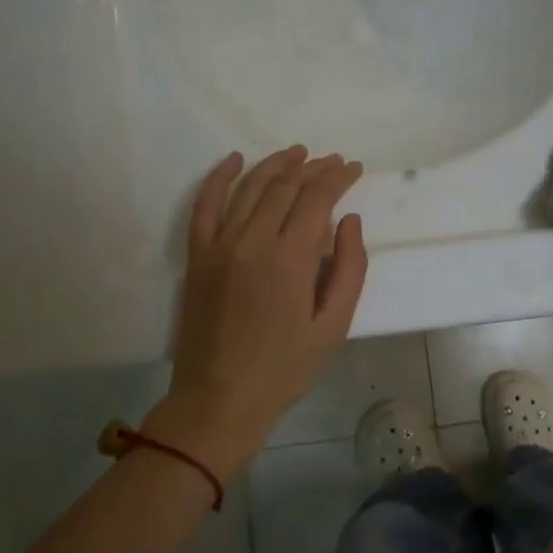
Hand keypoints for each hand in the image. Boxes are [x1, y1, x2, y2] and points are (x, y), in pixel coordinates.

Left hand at [154, 146, 367, 466]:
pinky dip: (219, 177)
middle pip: (284, 187)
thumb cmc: (285, 368)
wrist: (219, 398)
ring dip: (275, 165)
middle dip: (312, 168)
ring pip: (249, 188)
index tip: (354, 168)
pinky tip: (234, 160)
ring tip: (297, 153)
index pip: (317, 199)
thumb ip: (348, 269)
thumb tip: (350, 221)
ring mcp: (219, 246)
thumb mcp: (333, 326)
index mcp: (290, 259)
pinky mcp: (198, 256)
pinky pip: (205, 205)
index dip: (338, 178)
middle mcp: (252, 241)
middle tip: (332, 161)